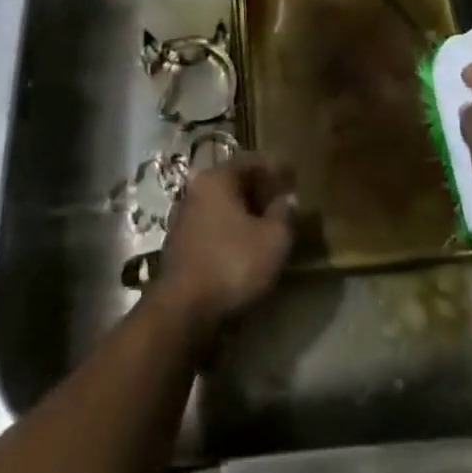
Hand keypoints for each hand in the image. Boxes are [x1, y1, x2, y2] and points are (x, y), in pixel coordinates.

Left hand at [153, 154, 296, 332]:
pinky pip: (211, 226)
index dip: (275, 167)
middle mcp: (195, 190)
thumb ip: (284, 214)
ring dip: (243, 212)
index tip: (293, 176)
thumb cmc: (233, 264)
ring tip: (266, 224)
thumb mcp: (274, 240)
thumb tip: (287, 199)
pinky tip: (243, 245)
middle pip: (233, 181)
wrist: (183, 311)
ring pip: (221, 205)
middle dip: (258, 189)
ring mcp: (183, 218)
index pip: (251, 161)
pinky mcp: (178, 245)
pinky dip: (229, 230)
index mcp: (216, 178)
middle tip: (281, 200)